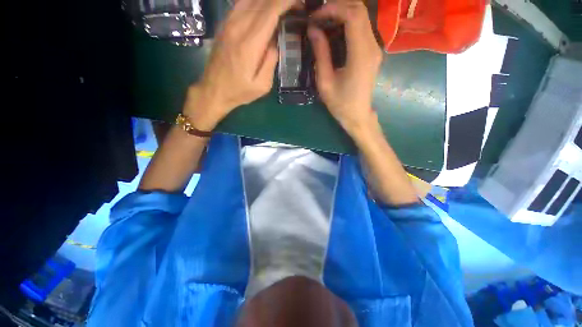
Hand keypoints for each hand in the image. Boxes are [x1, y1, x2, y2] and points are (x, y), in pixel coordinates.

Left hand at [183, 0, 298, 130]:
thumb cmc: (240, 91)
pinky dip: (254, 1)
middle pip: (261, 1)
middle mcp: (237, 27)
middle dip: (280, 0)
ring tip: (280, 7)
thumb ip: (271, 61)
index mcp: (249, 44)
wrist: (213, 90)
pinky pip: (240, 3)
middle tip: (294, 5)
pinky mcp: (224, 24)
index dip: (286, 2)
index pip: (270, 12)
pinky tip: (263, 7)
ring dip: (268, 0)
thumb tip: (276, 41)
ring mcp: (228, 23)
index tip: (299, 2)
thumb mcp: (262, 85)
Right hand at [308, 0, 382, 136]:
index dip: (333, 9)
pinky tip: (335, 30)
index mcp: (360, 55)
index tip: (315, 16)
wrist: (357, 115)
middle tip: (318, 16)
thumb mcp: (325, 82)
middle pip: (360, 10)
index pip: (353, 16)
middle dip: (337, 7)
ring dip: (343, 13)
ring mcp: (375, 48)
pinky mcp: (373, 52)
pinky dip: (348, 22)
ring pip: (362, 17)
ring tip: (323, 21)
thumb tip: (313, 30)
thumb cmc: (340, 103)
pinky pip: (362, 28)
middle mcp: (372, 47)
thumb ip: (321, 54)